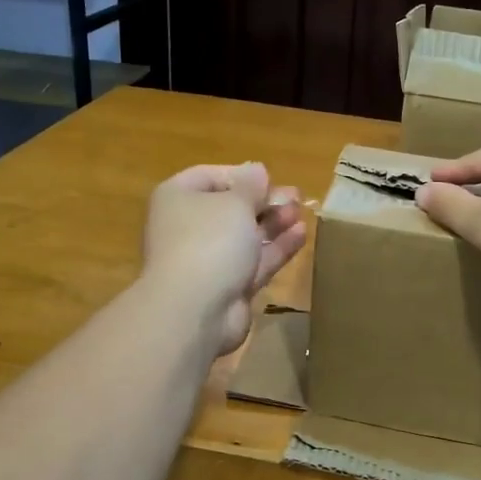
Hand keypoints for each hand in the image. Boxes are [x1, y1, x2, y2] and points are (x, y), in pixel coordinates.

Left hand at [143, 162, 307, 355]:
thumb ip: (251, 185)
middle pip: (231, 208)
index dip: (243, 176)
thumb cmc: (210, 241)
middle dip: (264, 201)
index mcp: (178, 198)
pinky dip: (276, 247)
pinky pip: (255, 261)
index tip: (270, 179)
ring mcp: (208, 259)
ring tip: (302, 212)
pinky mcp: (228, 286)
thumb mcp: (235, 202)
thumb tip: (256, 169)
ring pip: (245, 236)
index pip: (210, 176)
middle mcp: (189, 226)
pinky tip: (301, 234)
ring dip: (274, 223)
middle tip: (296, 196)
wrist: (195, 310)